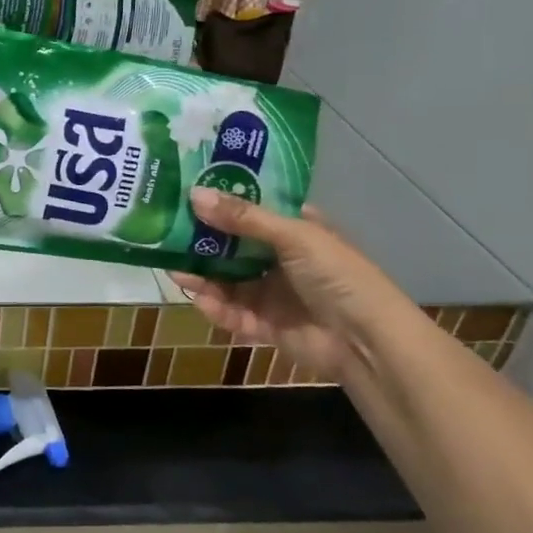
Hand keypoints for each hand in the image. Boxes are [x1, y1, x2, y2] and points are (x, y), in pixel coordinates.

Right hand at [171, 189, 413, 381]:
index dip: (222, 201)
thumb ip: (243, 218)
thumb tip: (194, 194)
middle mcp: (280, 259)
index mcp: (295, 231)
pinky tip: (198, 299)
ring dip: (203, 276)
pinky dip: (215, 307)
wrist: (366, 341)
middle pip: (232, 247)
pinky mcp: (264, 325)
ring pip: (227, 281)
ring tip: (173, 268)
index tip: (186, 191)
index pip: (252, 210)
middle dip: (202, 242)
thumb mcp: (294, 236)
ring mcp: (271, 293)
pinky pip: (232, 313)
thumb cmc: (338, 276)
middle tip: (166, 232)